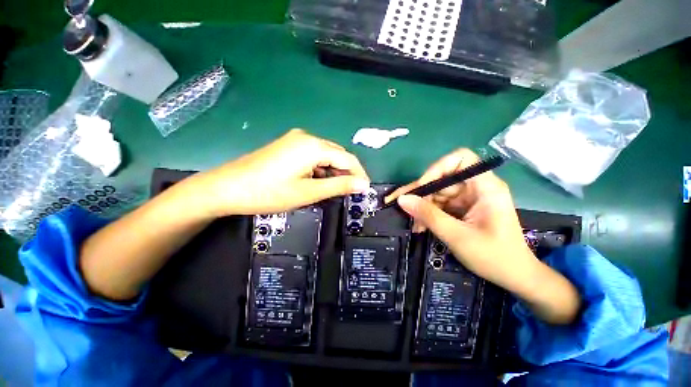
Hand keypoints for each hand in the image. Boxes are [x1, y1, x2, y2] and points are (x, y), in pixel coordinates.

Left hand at [194, 129, 370, 215]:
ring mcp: (296, 140)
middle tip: (350, 192)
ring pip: (325, 156)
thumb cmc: (269, 192)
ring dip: (333, 172)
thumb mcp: (308, 192)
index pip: (348, 159)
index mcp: (314, 146)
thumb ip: (339, 186)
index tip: (365, 189)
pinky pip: (313, 157)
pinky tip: (318, 182)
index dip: (359, 174)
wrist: (227, 188)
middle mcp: (307, 137)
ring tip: (334, 190)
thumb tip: (363, 184)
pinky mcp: (288, 147)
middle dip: (347, 173)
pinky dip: (320, 170)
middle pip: (337, 155)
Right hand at [386, 149, 580, 323]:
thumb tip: (402, 199)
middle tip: (401, 205)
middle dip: (421, 193)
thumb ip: (428, 215)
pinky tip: (420, 226)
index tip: (422, 186)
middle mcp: (475, 187)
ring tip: (413, 224)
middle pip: (442, 178)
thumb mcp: (457, 236)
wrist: (513, 276)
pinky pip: (439, 204)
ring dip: (422, 207)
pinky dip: (428, 214)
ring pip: (437, 193)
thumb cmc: (494, 257)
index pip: (460, 159)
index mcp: (485, 187)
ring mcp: (468, 198)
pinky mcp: (462, 208)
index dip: (438, 168)